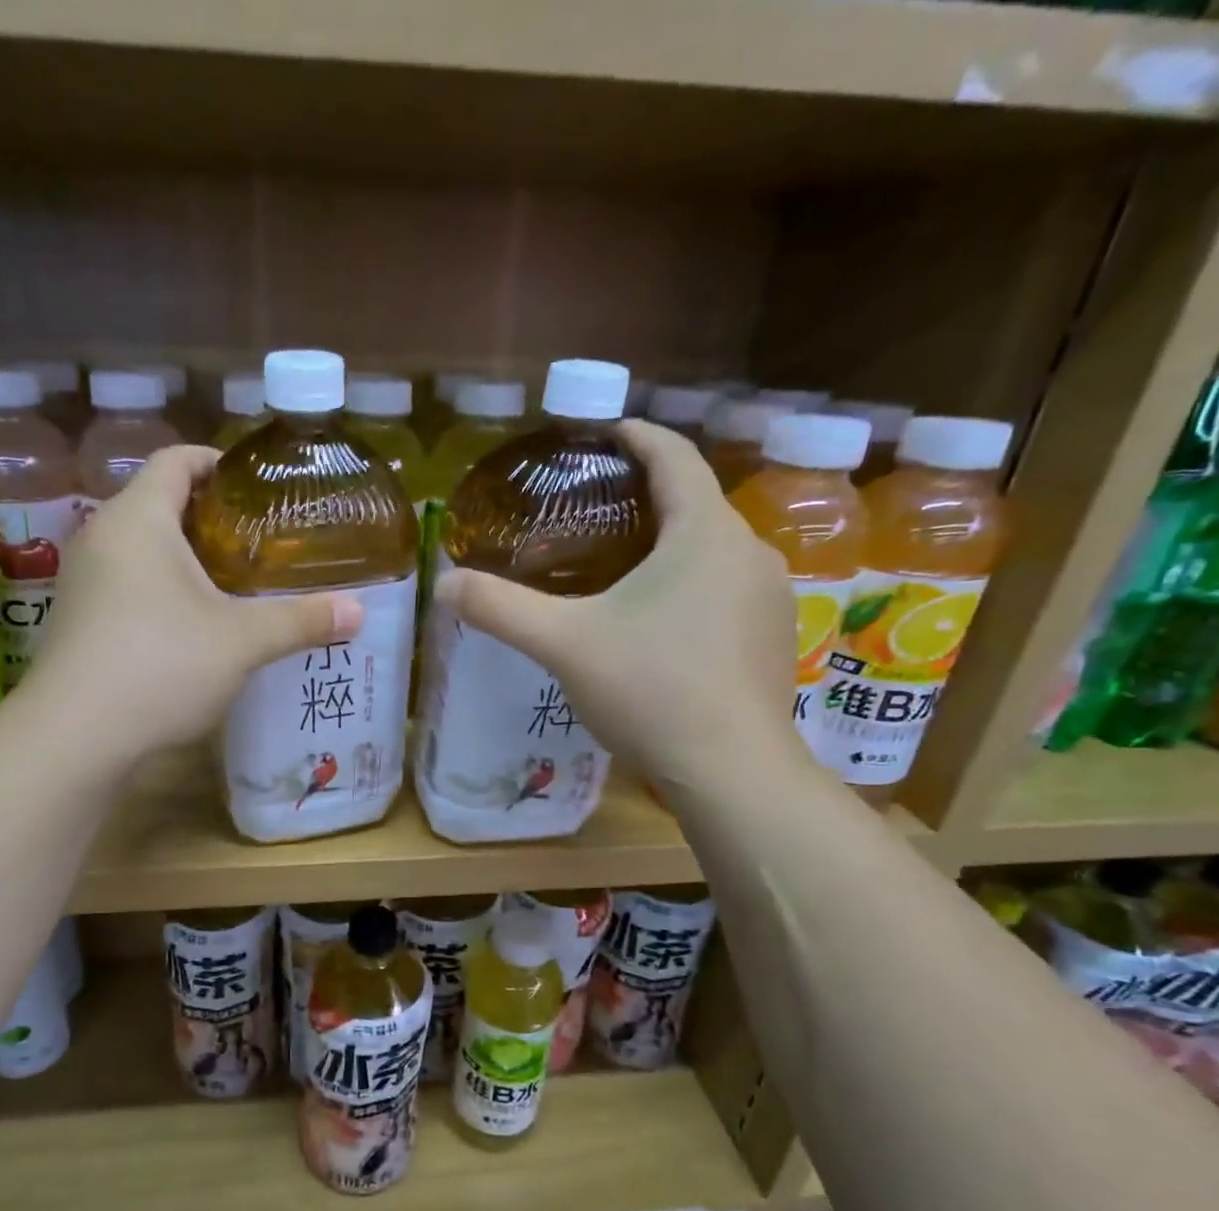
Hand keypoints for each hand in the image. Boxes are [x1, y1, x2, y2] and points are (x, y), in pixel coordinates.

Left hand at [20, 446, 363, 765]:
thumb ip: (301, 620)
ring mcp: (84, 580)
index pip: (177, 460)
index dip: (219, 462)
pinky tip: (196, 626)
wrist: (76, 738)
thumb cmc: (161, 665)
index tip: (259, 486)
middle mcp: (103, 537)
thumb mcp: (241, 641)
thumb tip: (359, 611)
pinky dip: (164, 590)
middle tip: (262, 542)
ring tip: (237, 584)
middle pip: (161, 503)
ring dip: (188, 559)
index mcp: (139, 518)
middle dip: (213, 518)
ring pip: (144, 549)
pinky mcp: (80, 619)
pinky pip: (129, 584)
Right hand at [434, 420, 804, 790]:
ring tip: (624, 566)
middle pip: (696, 502)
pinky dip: (694, 586)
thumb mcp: (563, 644)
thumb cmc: (650, 690)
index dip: (636, 435)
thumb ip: (501, 609)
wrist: (731, 771)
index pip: (674, 456)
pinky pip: (729, 589)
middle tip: (596, 510)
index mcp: (703, 532)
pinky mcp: (774, 637)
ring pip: (714, 549)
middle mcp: (749, 551)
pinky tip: (662, 622)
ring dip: (673, 544)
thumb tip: (444, 584)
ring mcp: (771, 597)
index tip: (603, 431)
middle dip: (649, 496)